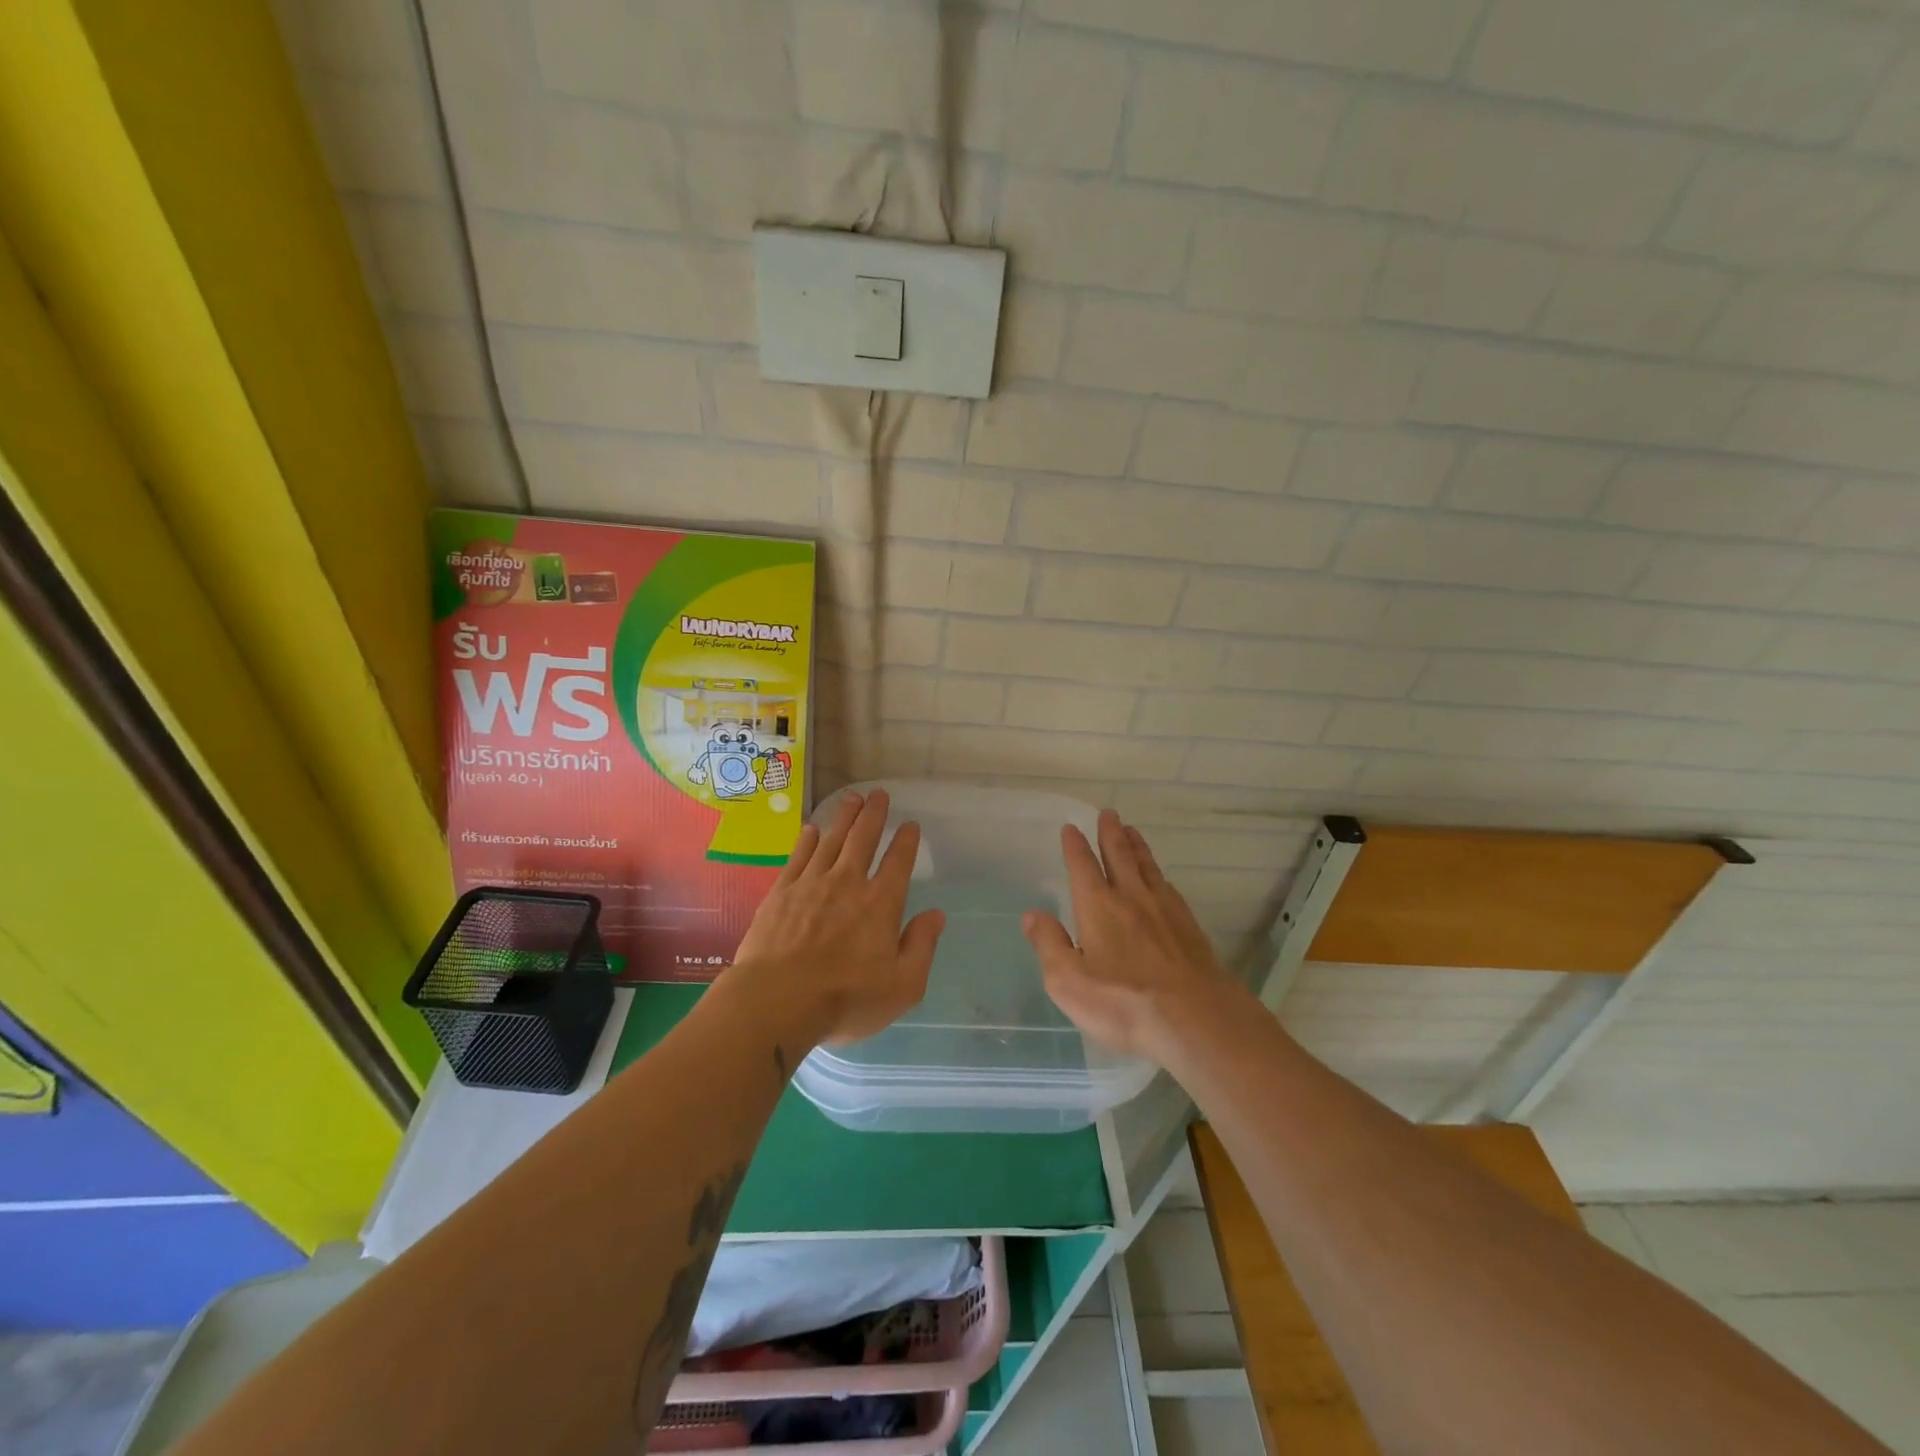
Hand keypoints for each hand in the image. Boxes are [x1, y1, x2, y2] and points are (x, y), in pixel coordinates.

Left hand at [730, 789, 944, 1045]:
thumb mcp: (902, 986)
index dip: (906, 841)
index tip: (910, 824)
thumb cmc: (845, 998)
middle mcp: (848, 883)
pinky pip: (798, 857)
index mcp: (881, 904)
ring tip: (851, 799)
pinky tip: (811, 830)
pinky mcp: (781, 893)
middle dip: (874, 814)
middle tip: (878, 794)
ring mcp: (811, 884)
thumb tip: (936, 915)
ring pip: (831, 840)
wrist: (776, 1001)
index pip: (898, 863)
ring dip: (843, 818)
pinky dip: (807, 840)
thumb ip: (921, 946)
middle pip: (863, 839)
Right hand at [1022, 811, 1235, 1060]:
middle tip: (1109, 813)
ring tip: (1132, 832)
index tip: (1071, 827)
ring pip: (1148, 868)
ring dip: (1137, 847)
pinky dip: (1160, 876)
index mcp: (1099, 907)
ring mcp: (1166, 911)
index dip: (1075, 846)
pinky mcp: (1190, 929)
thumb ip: (1049, 945)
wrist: (1197, 1020)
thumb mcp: (1069, 982)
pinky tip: (1162, 880)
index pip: (1083, 866)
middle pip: (1120, 856)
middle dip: (1111, 834)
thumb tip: (1032, 915)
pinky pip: (1169, 889)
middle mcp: (1132, 899)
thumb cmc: (1124, 1003)